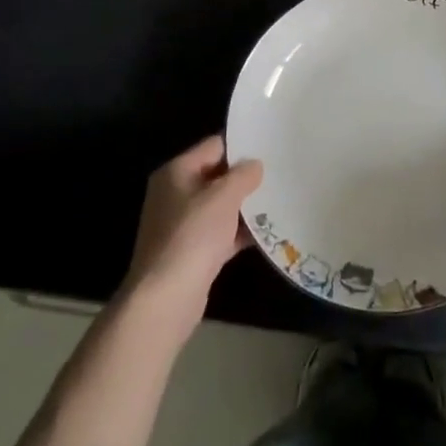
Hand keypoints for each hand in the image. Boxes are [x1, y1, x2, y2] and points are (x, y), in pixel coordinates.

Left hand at [119, 135, 263, 337]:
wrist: (165, 300)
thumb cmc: (192, 236)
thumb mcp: (223, 197)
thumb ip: (242, 175)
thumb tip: (254, 164)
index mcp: (176, 172)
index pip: (214, 146)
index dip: (241, 145)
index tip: (270, 145)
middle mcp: (176, 194)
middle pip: (217, 176)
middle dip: (246, 177)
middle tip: (280, 172)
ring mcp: (183, 225)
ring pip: (221, 206)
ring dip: (246, 205)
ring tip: (280, 198)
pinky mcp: (192, 252)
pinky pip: (222, 233)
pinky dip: (241, 232)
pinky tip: (269, 231)